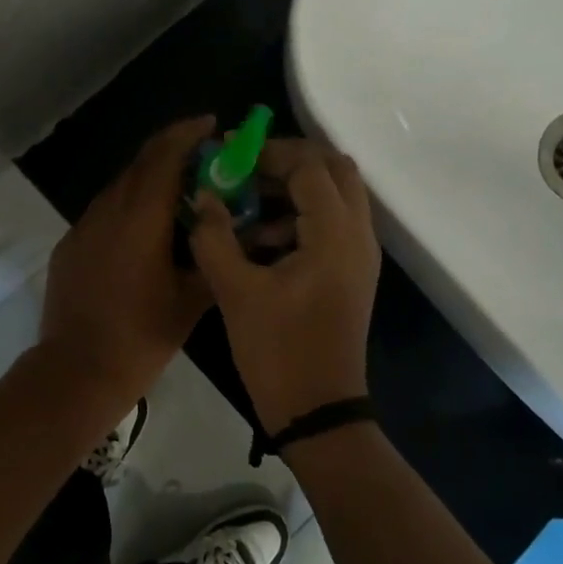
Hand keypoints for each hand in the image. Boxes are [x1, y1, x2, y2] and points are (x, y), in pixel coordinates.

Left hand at [38, 116, 215, 407]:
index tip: (211, 123)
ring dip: (149, 179)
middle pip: (140, 163)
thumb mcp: (192, 300)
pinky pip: (104, 212)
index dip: (187, 133)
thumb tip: (242, 234)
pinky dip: (129, 206)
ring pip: (120, 187)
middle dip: (172, 151)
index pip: (163, 156)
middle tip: (204, 157)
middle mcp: (108, 211)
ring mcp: (83, 228)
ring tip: (180, 194)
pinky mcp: (70, 246)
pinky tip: (145, 231)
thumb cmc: (141, 336)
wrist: (77, 371)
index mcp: (140, 218)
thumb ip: (216, 258)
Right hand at [189, 139, 380, 433]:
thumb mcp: (236, 291)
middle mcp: (358, 235)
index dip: (268, 153)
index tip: (229, 158)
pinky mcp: (351, 272)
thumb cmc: (277, 351)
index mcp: (335, 234)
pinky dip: (300, 217)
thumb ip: (215, 236)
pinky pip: (332, 224)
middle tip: (246, 172)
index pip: (309, 166)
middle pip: (335, 169)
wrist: (318, 410)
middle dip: (289, 161)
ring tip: (246, 208)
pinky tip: (259, 241)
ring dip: (294, 190)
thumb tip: (203, 196)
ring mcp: (359, 255)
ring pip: (336, 196)